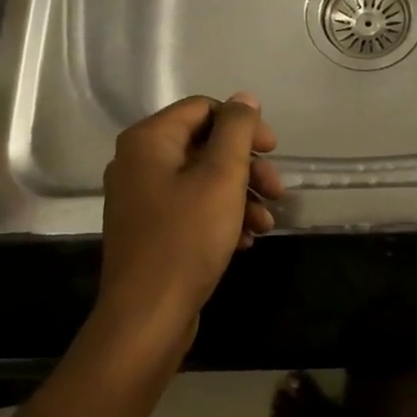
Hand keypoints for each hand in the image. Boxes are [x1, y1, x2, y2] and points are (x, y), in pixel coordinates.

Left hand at [96, 94, 283, 350]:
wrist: (147, 317)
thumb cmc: (186, 238)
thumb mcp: (222, 176)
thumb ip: (236, 130)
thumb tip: (244, 99)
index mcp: (149, 140)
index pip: (204, 108)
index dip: (243, 125)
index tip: (273, 150)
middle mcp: (138, 162)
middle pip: (205, 145)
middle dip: (247, 166)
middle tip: (277, 189)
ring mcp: (141, 199)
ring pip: (202, 180)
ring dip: (240, 194)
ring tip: (266, 222)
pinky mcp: (150, 230)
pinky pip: (191, 208)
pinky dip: (222, 216)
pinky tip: (246, 240)